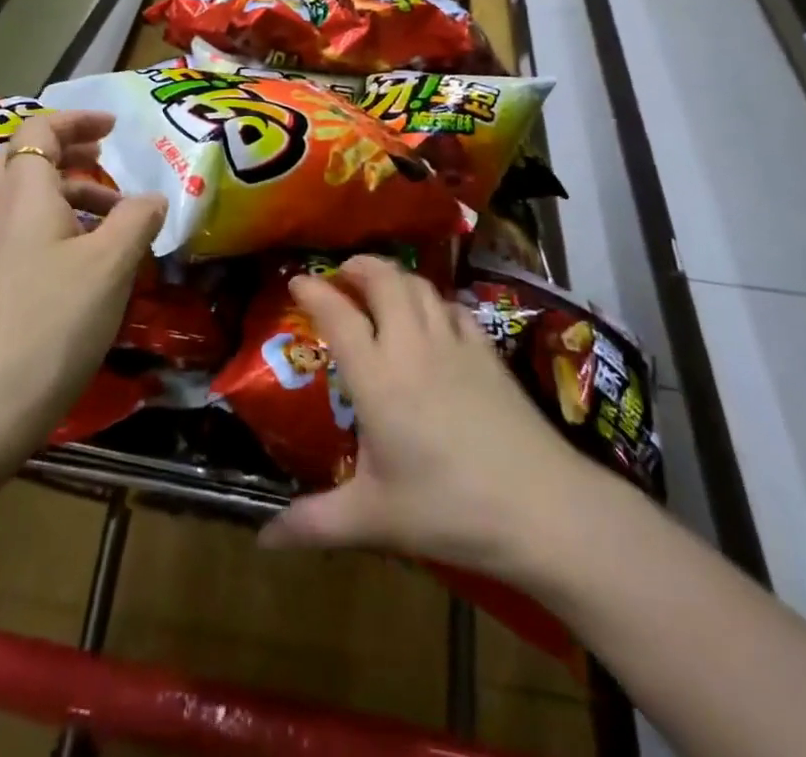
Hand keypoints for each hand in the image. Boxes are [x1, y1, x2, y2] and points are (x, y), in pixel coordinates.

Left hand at [0, 109, 165, 446]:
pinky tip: (94, 253)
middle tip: (104, 156)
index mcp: (27, 194)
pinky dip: (62, 221)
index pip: (39, 131)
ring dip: (70, 188)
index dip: (77, 120)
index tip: (114, 128)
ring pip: (29, 195)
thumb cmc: (56, 319)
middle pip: (24, 156)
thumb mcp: (111, 264)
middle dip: (66, 147)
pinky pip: (30, 227)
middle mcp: (4, 211)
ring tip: (116, 212)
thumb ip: (137, 220)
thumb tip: (154, 198)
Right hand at [258, 255, 601, 582]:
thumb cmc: (449, 510)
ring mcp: (455, 343)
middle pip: (384, 280)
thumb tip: (263, 540)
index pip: (338, 314)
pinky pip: (454, 307)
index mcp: (377, 377)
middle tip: (341, 273)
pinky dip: (434, 299)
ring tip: (380, 285)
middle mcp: (412, 346)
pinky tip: (433, 316)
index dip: (314, 290)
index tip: (297, 279)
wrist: (542, 507)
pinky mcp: (488, 352)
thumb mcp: (374, 519)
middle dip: (358, 266)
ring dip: (395, 276)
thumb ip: (314, 523)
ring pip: (420, 285)